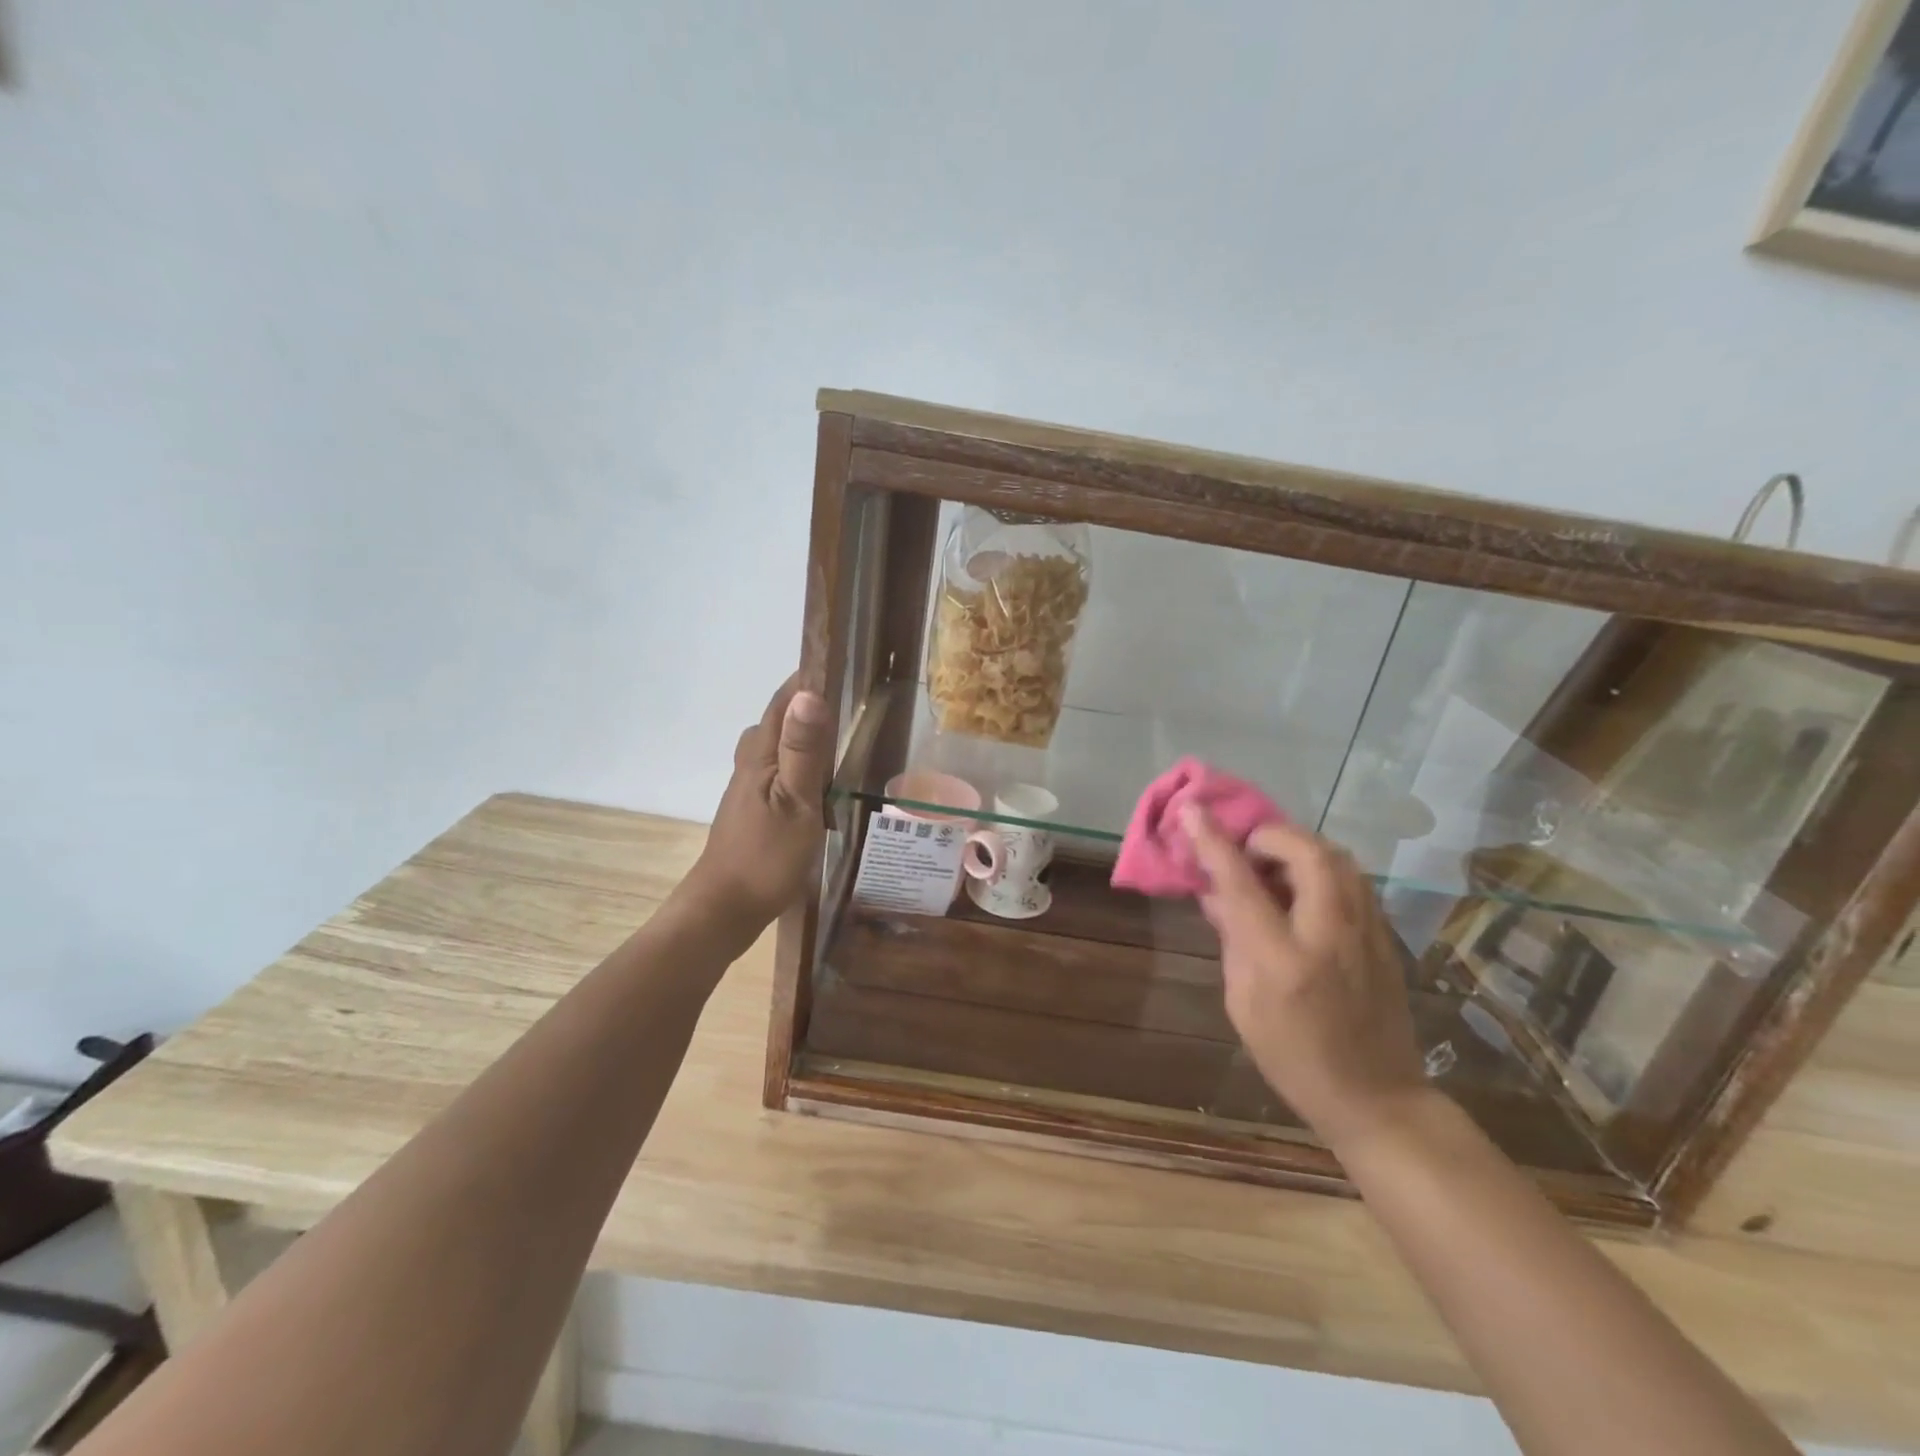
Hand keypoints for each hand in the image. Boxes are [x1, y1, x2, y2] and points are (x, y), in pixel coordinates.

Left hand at [681, 676, 832, 927]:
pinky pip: (781, 770)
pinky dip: (802, 763)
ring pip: (780, 746)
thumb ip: (804, 751)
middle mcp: (751, 762)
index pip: (784, 700)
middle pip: (780, 719)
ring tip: (844, 735)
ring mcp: (750, 787)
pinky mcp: (755, 808)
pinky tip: (822, 782)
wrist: (725, 908)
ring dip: (806, 734)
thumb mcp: (795, 803)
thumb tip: (810, 693)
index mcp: (760, 754)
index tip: (845, 662)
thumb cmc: (765, 856)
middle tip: (854, 700)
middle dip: (810, 702)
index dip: (809, 678)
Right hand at [1182, 807, 1428, 1150]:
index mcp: (1281, 959)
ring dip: (1297, 847)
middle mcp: (1328, 934)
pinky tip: (1303, 888)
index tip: (1192, 811)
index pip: (1241, 883)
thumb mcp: (1242, 1003)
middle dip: (1268, 835)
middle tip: (1245, 851)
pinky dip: (1320, 866)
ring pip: (1336, 857)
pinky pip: (1351, 878)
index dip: (1213, 842)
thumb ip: (1232, 938)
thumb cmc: (1292, 1057)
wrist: (1376, 1097)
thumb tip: (1215, 891)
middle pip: (1305, 852)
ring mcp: (1366, 932)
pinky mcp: (1384, 934)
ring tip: (1272, 865)